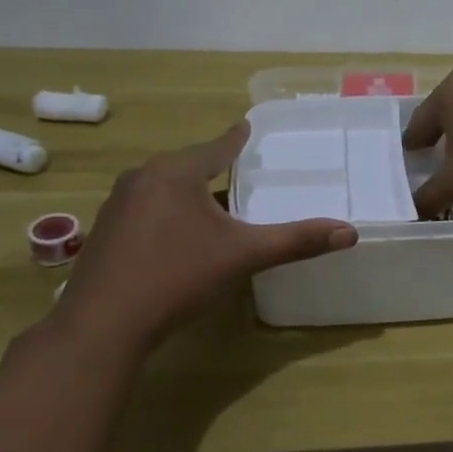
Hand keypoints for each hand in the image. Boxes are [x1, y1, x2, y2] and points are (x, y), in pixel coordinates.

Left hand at [50, 123, 356, 353]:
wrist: (102, 326)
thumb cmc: (176, 277)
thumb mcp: (243, 256)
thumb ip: (296, 241)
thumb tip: (350, 232)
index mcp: (176, 173)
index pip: (216, 147)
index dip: (236, 138)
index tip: (247, 125)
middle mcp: (142, 178)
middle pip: (187, 163)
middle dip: (212, 164)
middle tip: (238, 165)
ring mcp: (117, 205)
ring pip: (163, 186)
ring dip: (188, 189)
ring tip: (211, 198)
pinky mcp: (105, 232)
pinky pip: (146, 207)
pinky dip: (167, 210)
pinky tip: (177, 232)